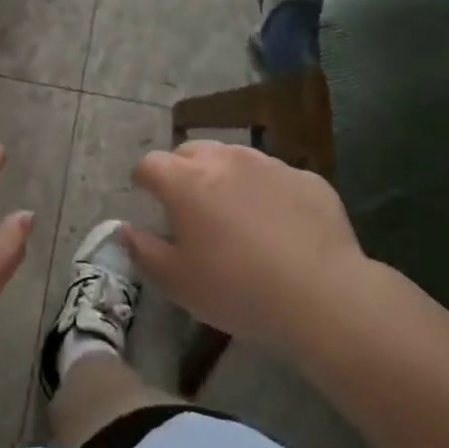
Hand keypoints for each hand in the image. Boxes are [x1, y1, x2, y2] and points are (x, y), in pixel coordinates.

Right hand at [125, 140, 371, 351]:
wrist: (323, 295)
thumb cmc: (237, 289)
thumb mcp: (177, 283)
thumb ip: (143, 251)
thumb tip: (125, 230)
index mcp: (186, 182)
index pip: (150, 164)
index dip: (143, 179)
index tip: (147, 198)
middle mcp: (225, 160)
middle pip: (191, 151)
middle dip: (182, 171)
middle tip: (188, 206)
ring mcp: (269, 165)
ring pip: (235, 158)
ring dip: (225, 176)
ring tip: (233, 213)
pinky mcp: (307, 179)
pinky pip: (275, 177)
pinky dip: (267, 192)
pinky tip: (279, 226)